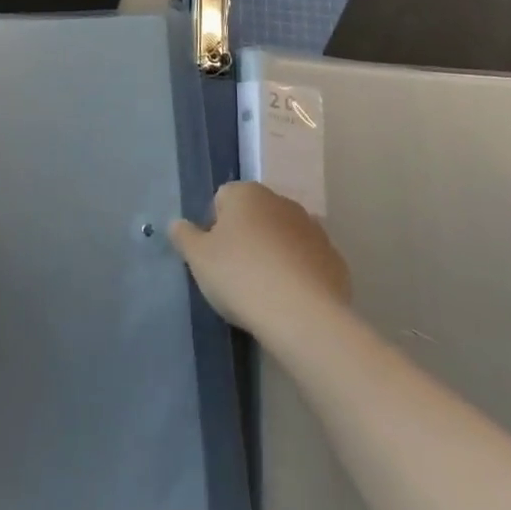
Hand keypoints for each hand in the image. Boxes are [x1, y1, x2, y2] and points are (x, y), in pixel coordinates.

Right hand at [169, 182, 349, 338]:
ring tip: (265, 290)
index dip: (214, 226)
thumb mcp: (198, 259)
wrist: (301, 315)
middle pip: (255, 215)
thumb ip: (184, 236)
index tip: (214, 256)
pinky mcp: (334, 258)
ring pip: (283, 236)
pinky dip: (299, 273)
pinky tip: (291, 300)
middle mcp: (281, 201)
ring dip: (274, 253)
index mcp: (247, 193)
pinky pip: (307, 260)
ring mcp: (312, 228)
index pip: (222, 199)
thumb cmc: (240, 276)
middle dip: (246, 237)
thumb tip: (176, 224)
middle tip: (236, 274)